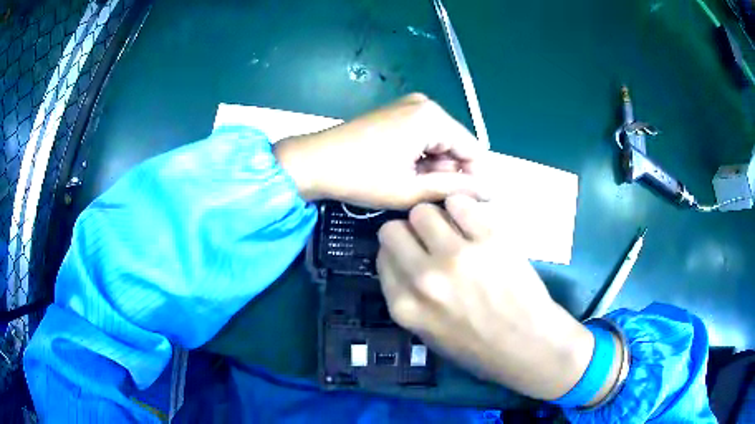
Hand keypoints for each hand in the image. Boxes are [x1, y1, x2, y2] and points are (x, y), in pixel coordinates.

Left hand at [273, 93, 486, 208]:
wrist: (313, 161)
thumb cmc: (360, 177)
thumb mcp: (410, 190)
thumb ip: (452, 189)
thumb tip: (488, 192)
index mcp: (432, 117)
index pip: (473, 149)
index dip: (475, 179)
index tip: (472, 205)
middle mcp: (425, 104)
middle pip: (456, 143)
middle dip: (452, 173)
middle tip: (437, 201)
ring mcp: (409, 105)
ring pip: (440, 141)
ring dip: (436, 167)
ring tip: (419, 190)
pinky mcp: (397, 113)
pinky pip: (424, 136)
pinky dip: (422, 157)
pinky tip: (408, 175)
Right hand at [376, 195, 594, 400]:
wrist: (527, 343)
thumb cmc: (479, 348)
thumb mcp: (428, 334)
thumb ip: (408, 297)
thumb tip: (402, 260)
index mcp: (405, 306)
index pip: (382, 257)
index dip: (397, 251)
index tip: (412, 251)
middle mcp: (424, 278)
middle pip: (394, 230)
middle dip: (408, 231)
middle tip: (429, 238)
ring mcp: (457, 256)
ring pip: (424, 211)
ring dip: (435, 217)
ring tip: (452, 228)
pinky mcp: (488, 239)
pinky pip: (459, 203)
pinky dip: (462, 207)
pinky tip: (472, 221)